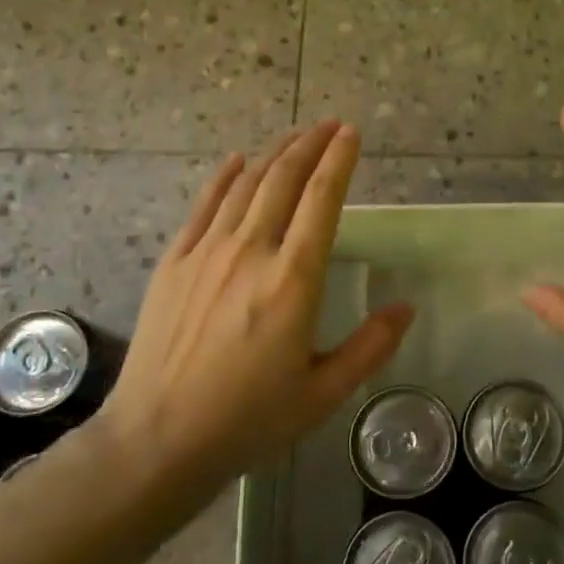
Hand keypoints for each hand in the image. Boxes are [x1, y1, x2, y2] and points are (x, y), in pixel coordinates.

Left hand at [102, 121, 413, 480]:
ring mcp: (206, 253)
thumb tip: (406, 308)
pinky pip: (204, 205)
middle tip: (329, 125)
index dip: (339, 161)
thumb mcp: (323, 393)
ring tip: (295, 137)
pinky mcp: (174, 263)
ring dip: (274, 154)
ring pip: (246, 185)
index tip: (351, 134)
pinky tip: (238, 161)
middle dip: (310, 145)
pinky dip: (224, 178)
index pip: (321, 201)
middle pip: (284, 180)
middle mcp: (250, 252)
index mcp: (293, 281)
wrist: (157, 439)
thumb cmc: (248, 419)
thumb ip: (370, 347)